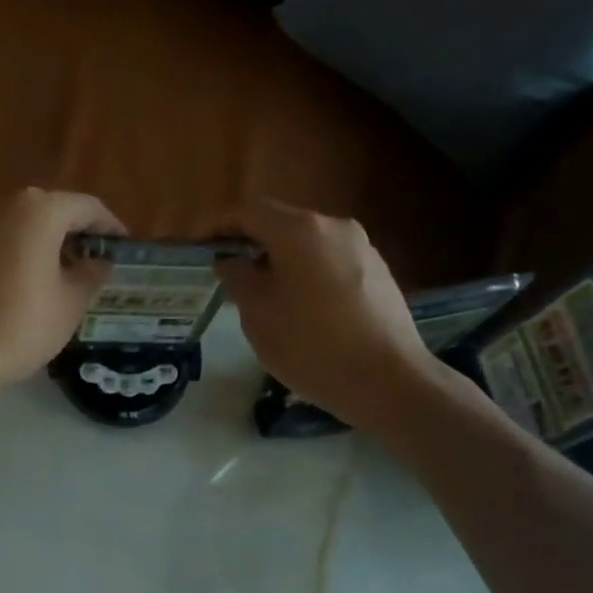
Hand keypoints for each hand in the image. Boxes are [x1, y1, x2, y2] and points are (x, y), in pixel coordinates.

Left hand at [0, 187, 124, 400]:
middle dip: (79, 235)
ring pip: (25, 226)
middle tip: (98, 263)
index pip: (87, 207)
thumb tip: (99, 262)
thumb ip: (91, 274)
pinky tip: (34, 283)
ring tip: (69, 276)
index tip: (124, 248)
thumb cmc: (21, 325)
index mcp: (39, 210)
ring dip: (50, 244)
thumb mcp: (71, 303)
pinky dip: (23, 253)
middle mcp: (5, 205)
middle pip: (54, 211)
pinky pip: (2, 241)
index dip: (110, 227)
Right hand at [215, 200, 437, 427]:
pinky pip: (332, 264)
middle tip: (232, 281)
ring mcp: (362, 248)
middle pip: (281, 225)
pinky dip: (309, 277)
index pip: (249, 211)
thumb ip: (238, 279)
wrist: (388, 380)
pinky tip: (305, 314)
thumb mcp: (258, 316)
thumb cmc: (311, 347)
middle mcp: (334, 227)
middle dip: (253, 247)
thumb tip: (231, 261)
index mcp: (299, 230)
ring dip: (282, 264)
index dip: (221, 227)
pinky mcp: (380, 272)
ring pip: (308, 246)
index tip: (203, 251)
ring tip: (268, 302)